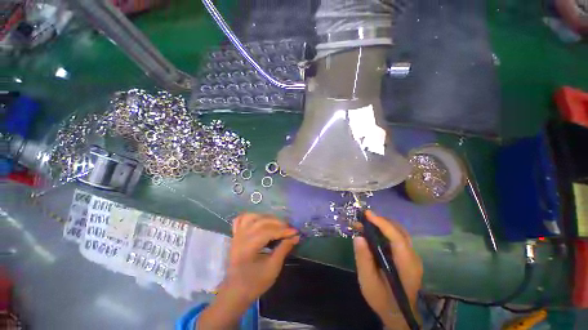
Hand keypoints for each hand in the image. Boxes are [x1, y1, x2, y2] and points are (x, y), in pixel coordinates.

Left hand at [224, 213, 299, 301]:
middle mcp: (241, 237)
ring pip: (252, 217)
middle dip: (278, 223)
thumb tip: (296, 237)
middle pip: (261, 222)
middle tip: (289, 228)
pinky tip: (259, 219)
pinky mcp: (235, 236)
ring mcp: (237, 235)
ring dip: (266, 218)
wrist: (235, 292)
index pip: (268, 231)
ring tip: (277, 224)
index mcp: (248, 246)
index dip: (283, 230)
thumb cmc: (254, 283)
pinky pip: (241, 220)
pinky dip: (251, 217)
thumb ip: (284, 249)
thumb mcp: (272, 268)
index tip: (295, 232)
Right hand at [353, 210, 422, 329]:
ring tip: (365, 223)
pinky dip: (384, 231)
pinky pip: (397, 237)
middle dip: (380, 221)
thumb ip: (363, 260)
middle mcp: (413, 257)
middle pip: (399, 231)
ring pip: (399, 232)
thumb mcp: (368, 282)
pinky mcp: (407, 256)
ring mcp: (412, 256)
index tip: (367, 214)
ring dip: (382, 224)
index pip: (397, 237)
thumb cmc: (383, 300)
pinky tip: (373, 233)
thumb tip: (358, 237)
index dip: (382, 223)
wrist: (398, 314)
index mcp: (407, 265)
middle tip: (362, 219)